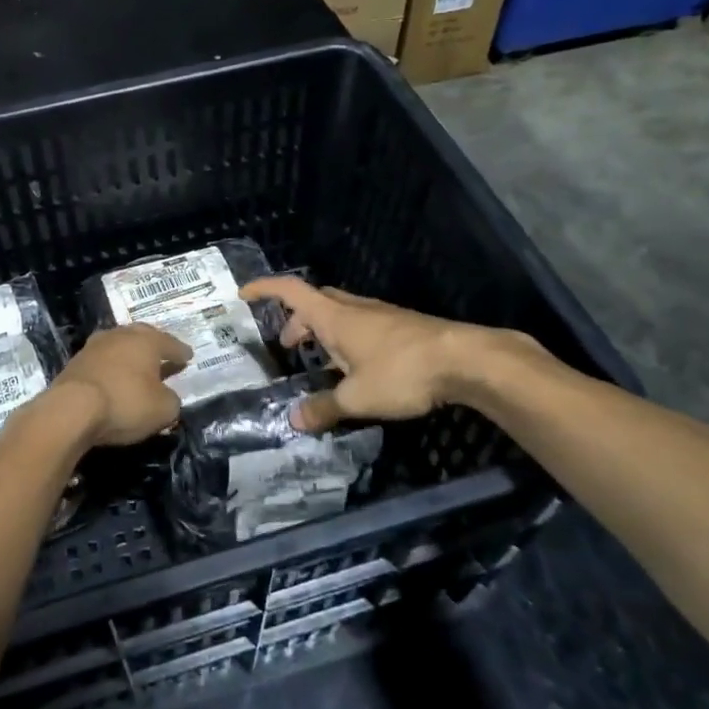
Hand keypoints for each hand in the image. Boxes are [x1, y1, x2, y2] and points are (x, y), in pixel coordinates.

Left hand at [46, 324, 192, 448]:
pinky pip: (102, 361)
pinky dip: (111, 367)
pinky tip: (113, 377)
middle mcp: (121, 335)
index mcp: (147, 341)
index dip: (181, 352)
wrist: (71, 409)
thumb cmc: (125, 403)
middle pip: (142, 336)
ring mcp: (95, 346)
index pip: (170, 344)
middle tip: (163, 355)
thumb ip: (171, 401)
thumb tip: (168, 397)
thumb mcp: (163, 410)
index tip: (188, 357)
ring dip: (129, 355)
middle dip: (154, 346)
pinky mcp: (75, 362)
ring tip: (137, 366)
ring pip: (119, 345)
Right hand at [240, 278, 540, 431]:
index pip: (290, 291)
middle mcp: (354, 309)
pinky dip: (347, 339)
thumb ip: (324, 408)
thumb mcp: (357, 397)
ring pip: (340, 313)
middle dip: (297, 320)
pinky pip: (362, 325)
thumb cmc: (402, 372)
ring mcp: (381, 315)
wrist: (465, 360)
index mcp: (334, 317)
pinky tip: (357, 369)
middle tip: (289, 346)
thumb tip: (294, 420)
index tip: (243, 294)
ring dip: (323, 330)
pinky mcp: (402, 327)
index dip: (264, 289)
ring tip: (321, 362)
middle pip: (316, 302)